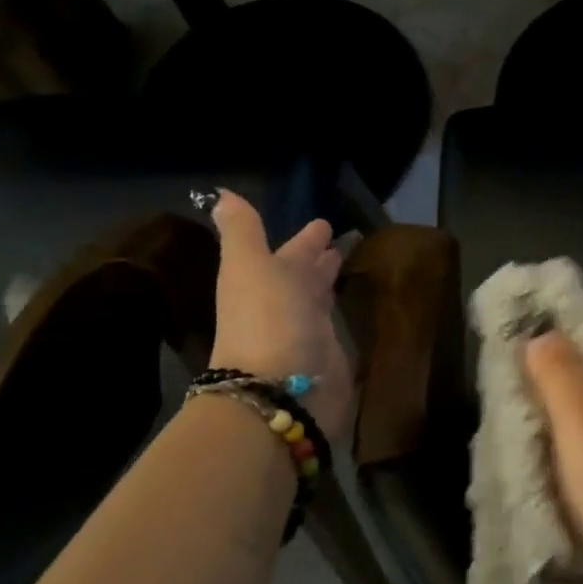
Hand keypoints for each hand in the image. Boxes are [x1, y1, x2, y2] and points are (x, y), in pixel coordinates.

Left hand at [205, 190, 353, 440]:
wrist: (279, 390)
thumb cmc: (267, 318)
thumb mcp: (249, 264)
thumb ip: (242, 231)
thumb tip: (220, 193)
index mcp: (264, 279)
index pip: (289, 252)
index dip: (305, 239)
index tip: (325, 223)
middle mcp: (285, 305)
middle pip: (304, 277)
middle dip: (320, 260)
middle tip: (343, 243)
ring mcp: (308, 333)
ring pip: (321, 301)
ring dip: (332, 284)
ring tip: (354, 267)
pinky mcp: (332, 357)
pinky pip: (340, 328)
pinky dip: (348, 315)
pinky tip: (363, 305)